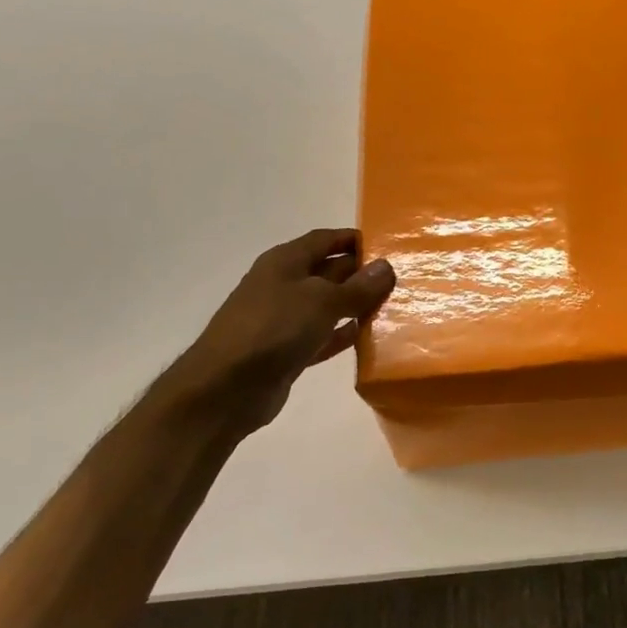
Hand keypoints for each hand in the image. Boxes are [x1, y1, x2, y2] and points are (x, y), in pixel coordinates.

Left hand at [165, 228, 395, 440]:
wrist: (225, 388)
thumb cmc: (273, 329)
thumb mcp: (322, 301)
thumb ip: (357, 286)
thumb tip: (386, 266)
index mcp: (285, 261)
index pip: (325, 239)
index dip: (354, 239)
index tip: (389, 245)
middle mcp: (284, 284)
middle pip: (329, 271)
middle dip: (362, 273)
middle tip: (401, 279)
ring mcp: (284, 319)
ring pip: (328, 305)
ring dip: (356, 305)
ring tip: (394, 306)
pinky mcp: (287, 350)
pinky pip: (322, 335)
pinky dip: (343, 334)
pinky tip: (368, 337)